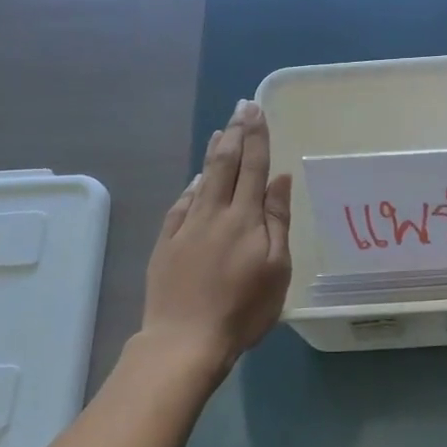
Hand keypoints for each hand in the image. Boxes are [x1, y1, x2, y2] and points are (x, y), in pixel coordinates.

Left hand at [141, 100, 292, 372]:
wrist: (185, 339)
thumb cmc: (243, 309)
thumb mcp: (277, 269)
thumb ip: (277, 221)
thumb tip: (279, 179)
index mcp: (245, 218)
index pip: (253, 168)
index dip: (256, 138)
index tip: (256, 111)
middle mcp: (214, 213)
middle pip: (225, 165)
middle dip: (235, 133)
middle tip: (240, 107)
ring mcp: (186, 226)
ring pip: (202, 180)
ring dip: (213, 153)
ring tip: (220, 132)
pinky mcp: (166, 243)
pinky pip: (181, 204)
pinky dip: (191, 186)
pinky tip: (195, 180)